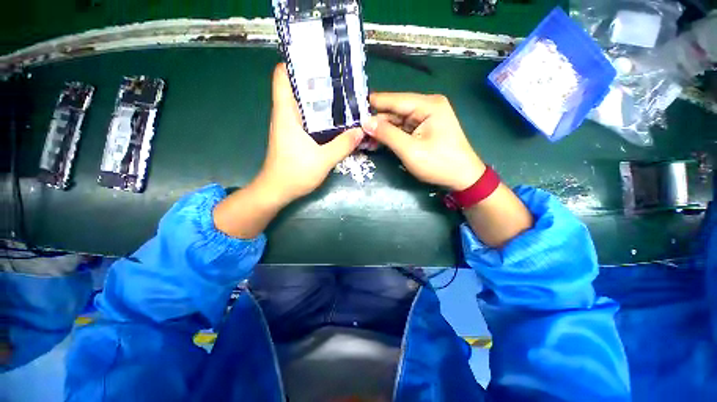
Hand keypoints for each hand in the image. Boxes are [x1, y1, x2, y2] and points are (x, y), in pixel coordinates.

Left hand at [255, 64, 364, 204]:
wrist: (277, 191)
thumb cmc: (295, 173)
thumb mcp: (323, 160)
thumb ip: (343, 145)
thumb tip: (360, 131)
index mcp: (286, 114)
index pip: (283, 76)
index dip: (297, 64)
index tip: (319, 62)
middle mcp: (285, 115)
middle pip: (297, 88)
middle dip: (316, 81)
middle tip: (340, 81)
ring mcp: (288, 126)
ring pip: (303, 104)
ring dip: (320, 100)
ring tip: (341, 97)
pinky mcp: (293, 136)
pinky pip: (307, 118)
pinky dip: (319, 115)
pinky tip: (334, 120)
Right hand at [363, 93, 484, 190]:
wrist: (462, 177)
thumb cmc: (439, 164)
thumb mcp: (410, 150)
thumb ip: (387, 134)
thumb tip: (365, 122)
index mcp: (427, 105)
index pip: (393, 100)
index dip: (372, 105)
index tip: (351, 111)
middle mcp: (426, 105)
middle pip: (394, 110)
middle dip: (375, 121)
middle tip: (355, 131)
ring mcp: (425, 117)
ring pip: (396, 120)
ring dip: (381, 130)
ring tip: (363, 138)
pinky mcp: (423, 128)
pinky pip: (402, 128)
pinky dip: (390, 135)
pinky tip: (377, 141)